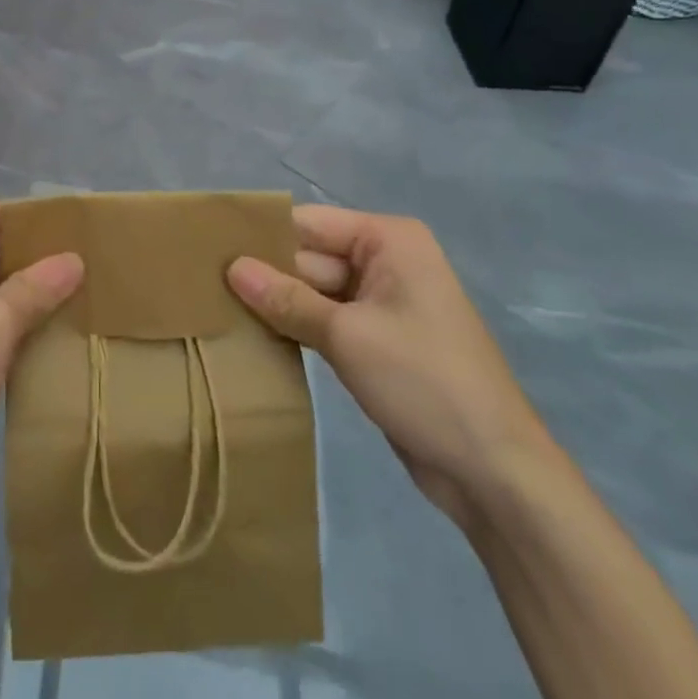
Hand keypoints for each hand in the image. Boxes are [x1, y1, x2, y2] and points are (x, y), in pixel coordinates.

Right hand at [227, 205, 552, 528]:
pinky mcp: (376, 341)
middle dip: (265, 273)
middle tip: (203, 282)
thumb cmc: (424, 383)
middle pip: (310, 256)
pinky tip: (253, 334)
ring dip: (276, 303)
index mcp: (388, 241)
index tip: (209, 246)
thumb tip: (231, 267)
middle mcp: (386, 261)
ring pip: (314, 290)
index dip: (262, 234)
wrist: (494, 474)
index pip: (309, 223)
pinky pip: (326, 320)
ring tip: (218, 306)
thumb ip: (286, 299)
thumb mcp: (347, 336)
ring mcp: (382, 303)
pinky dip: (296, 326)